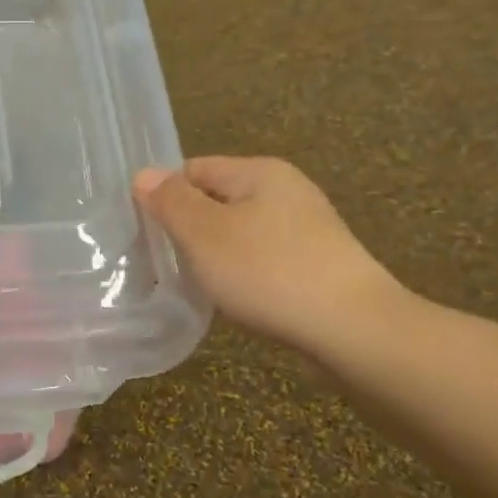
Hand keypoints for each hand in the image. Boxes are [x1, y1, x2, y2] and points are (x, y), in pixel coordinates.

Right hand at [134, 157, 403, 359]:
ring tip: (197, 284)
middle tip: (165, 261)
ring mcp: (306, 228)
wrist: (353, 329)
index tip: (145, 232)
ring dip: (215, 254)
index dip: (165, 196)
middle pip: (218, 200)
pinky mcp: (317, 264)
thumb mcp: (205, 234)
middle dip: (189, 228)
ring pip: (240, 232)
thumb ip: (171, 202)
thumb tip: (144, 175)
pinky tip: (237, 299)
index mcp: (260, 171)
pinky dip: (243, 274)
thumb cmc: (269, 272)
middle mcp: (286, 190)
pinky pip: (263, 258)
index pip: (194, 168)